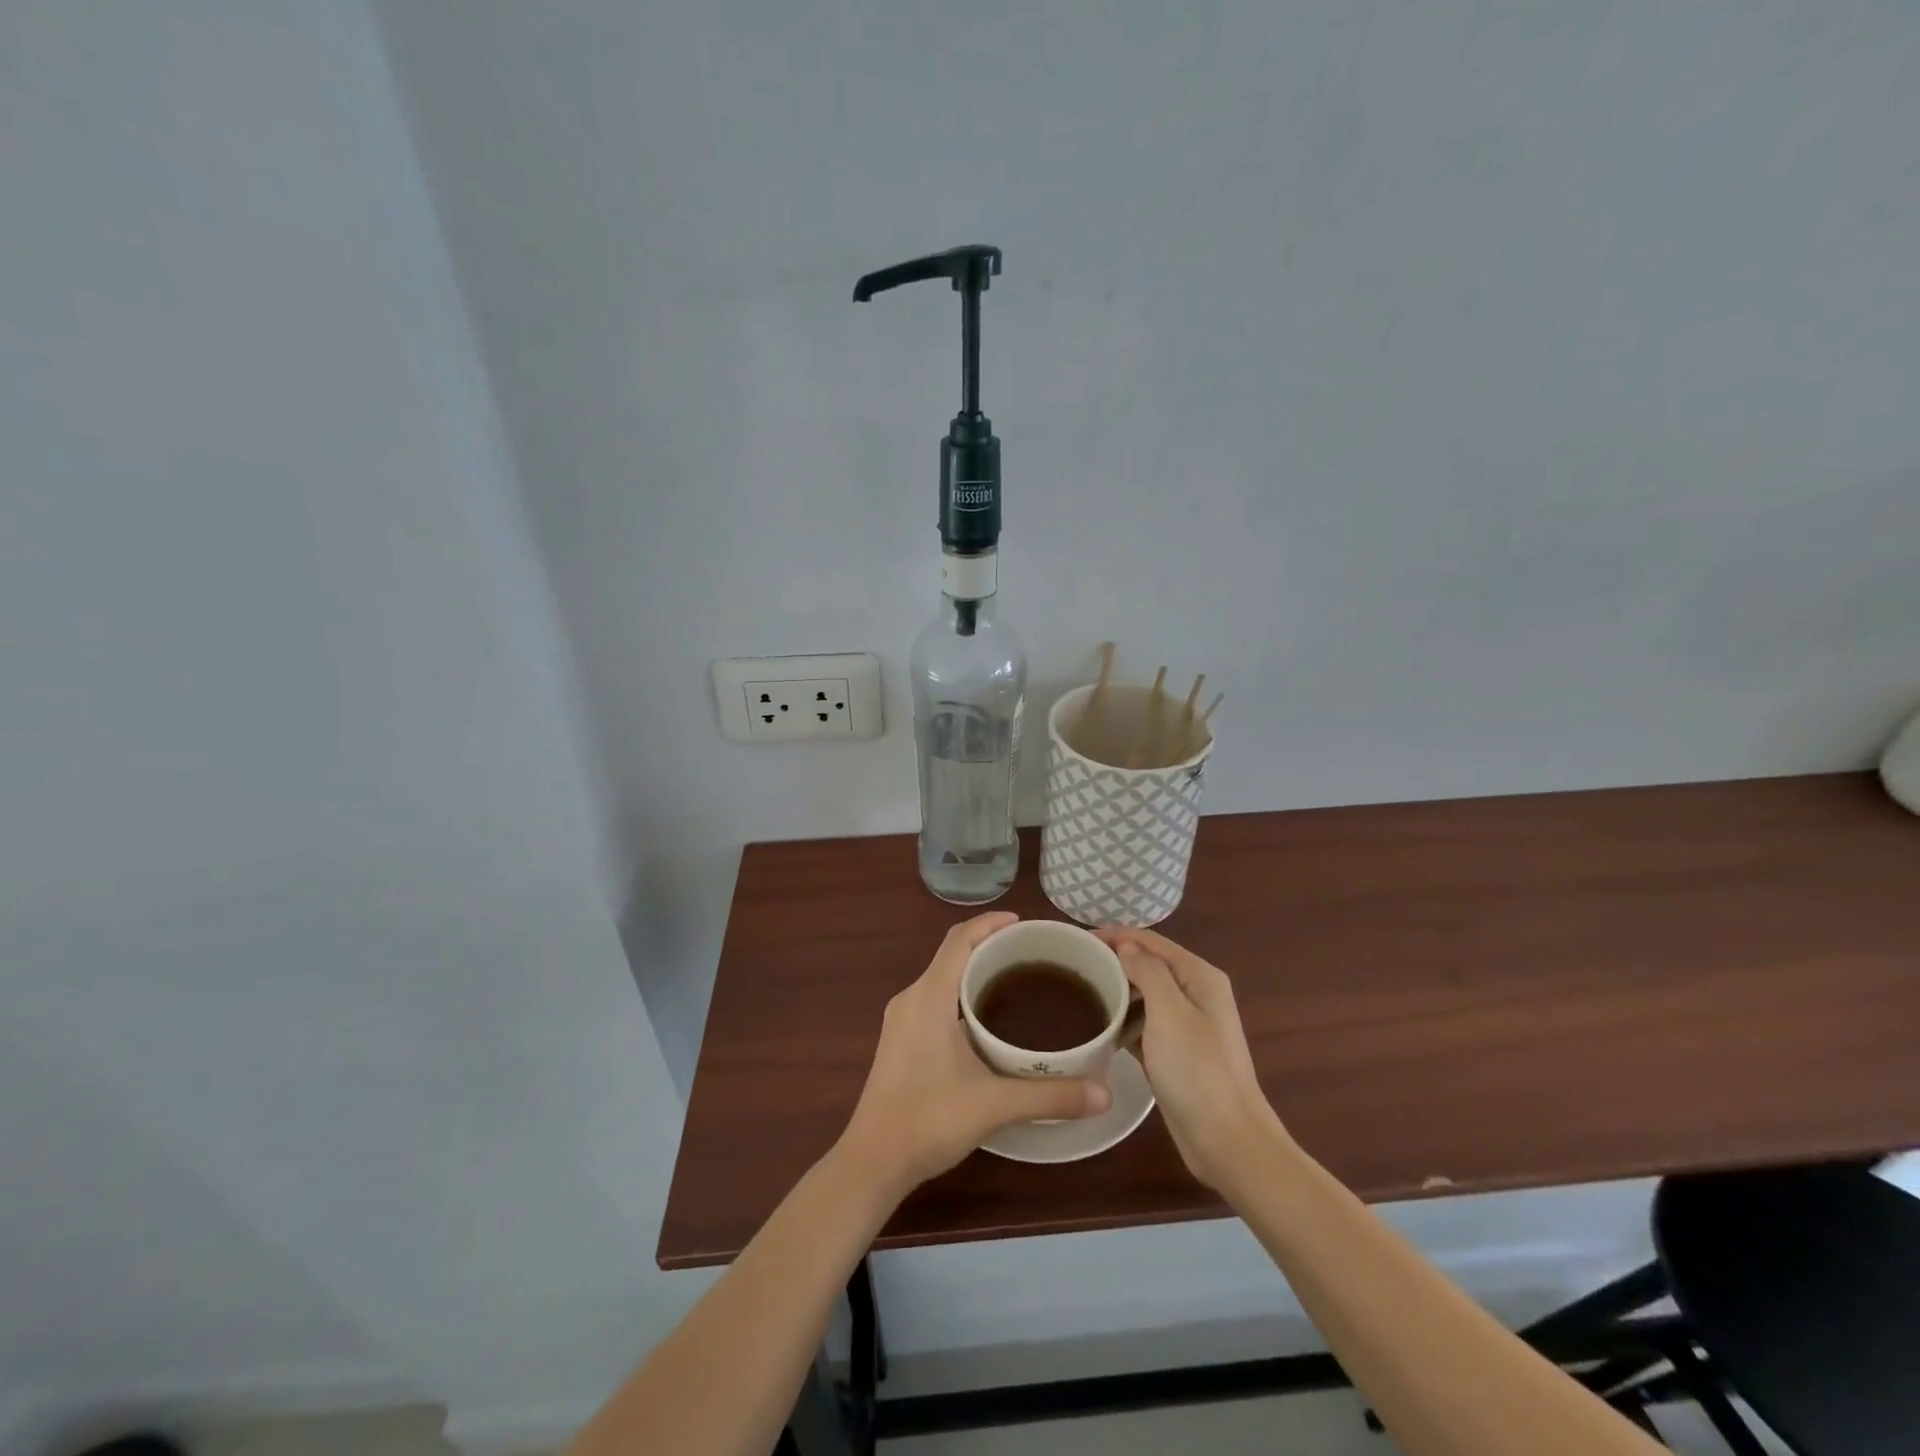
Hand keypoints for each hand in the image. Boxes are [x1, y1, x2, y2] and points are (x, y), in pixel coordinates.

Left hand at [838, 912, 1112, 1195]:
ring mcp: (902, 1020)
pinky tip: (990, 1021)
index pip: (959, 940)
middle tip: (1034, 956)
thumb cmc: (927, 1121)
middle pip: (952, 954)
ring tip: (1019, 982)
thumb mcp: (994, 1105)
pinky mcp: (902, 1039)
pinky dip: (963, 995)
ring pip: (944, 977)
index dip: (991, 923)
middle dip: (990, 946)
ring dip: (976, 972)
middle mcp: (912, 998)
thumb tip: (1105, 1093)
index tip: (1026, 924)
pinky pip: (936, 998)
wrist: (872, 1162)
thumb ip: (1051, 1096)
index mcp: (928, 997)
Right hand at [1097, 926, 1288, 1192]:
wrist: (1227, 1141)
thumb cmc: (1197, 1071)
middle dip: (1113, 962)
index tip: (1077, 940)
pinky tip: (1099, 1028)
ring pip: (1144, 996)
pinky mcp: (1176, 1053)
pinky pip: (1144, 1025)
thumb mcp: (1169, 1012)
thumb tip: (1126, 945)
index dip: (1115, 936)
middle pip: (1148, 965)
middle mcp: (1196, 993)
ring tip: (1079, 994)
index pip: (1151, 941)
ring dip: (1116, 992)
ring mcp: (1187, 1025)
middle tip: (1073, 968)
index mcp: (1199, 976)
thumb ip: (1147, 971)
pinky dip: (1123, 1022)